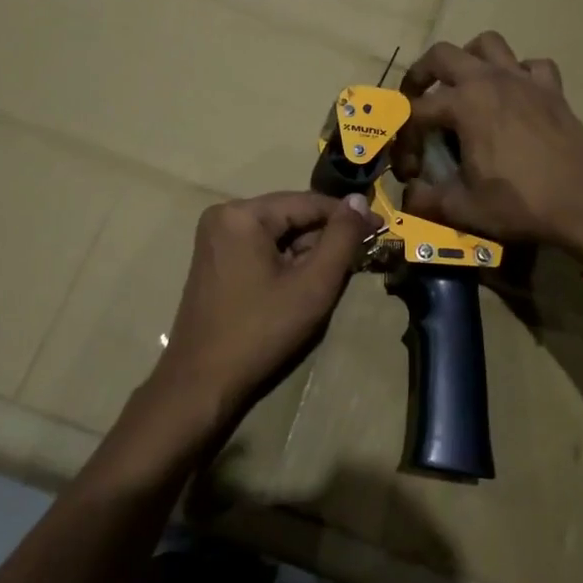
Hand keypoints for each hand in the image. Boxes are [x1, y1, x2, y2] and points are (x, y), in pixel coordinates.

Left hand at [147, 191, 376, 435]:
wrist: (201, 381)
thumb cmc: (261, 331)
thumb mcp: (313, 284)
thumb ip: (341, 238)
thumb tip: (360, 200)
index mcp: (243, 214)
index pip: (308, 202)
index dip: (348, 216)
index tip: (381, 228)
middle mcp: (224, 215)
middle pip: (291, 215)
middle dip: (325, 236)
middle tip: (359, 259)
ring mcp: (215, 237)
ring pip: (278, 233)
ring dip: (307, 251)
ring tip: (331, 277)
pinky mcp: (214, 258)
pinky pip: (260, 247)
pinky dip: (285, 260)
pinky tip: (301, 284)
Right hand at [397, 33, 582, 259]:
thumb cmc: (521, 204)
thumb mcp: (463, 208)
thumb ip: (427, 199)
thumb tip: (410, 195)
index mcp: (464, 104)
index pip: (416, 110)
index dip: (404, 138)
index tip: (409, 167)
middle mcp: (490, 80)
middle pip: (442, 55)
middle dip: (421, 74)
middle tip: (417, 98)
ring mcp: (524, 80)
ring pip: (488, 45)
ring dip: (468, 59)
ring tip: (463, 85)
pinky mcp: (552, 89)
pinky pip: (531, 65)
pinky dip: (518, 72)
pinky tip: (515, 94)